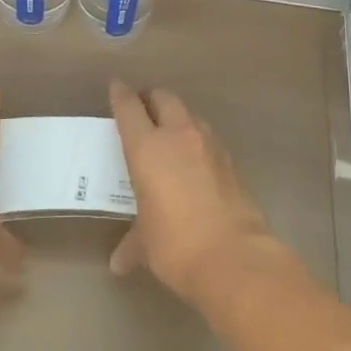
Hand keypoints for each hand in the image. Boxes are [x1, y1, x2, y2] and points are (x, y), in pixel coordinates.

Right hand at [109, 82, 282, 304]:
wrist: (234, 257)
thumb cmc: (176, 245)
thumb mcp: (146, 245)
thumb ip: (132, 244)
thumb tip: (119, 263)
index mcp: (147, 147)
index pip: (129, 107)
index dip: (121, 94)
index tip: (116, 87)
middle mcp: (178, 135)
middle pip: (163, 98)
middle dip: (151, 99)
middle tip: (143, 109)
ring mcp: (208, 144)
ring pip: (189, 115)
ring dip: (177, 118)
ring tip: (169, 135)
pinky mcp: (231, 160)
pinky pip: (208, 139)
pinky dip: (197, 142)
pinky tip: (195, 163)